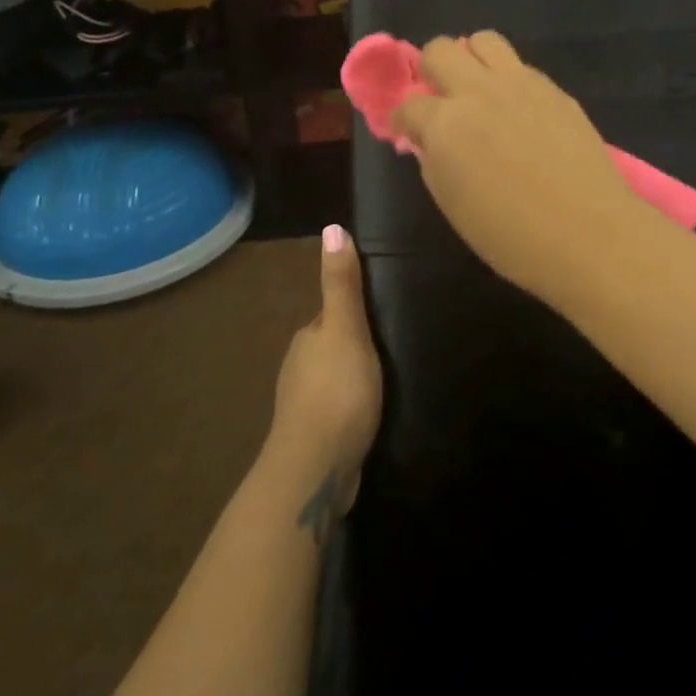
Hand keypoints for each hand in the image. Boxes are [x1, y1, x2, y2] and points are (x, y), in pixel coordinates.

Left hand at [265, 226, 382, 539]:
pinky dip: (352, 407)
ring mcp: (304, 405)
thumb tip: (332, 227)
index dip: (356, 311)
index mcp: (307, 338)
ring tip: (389, 380)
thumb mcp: (346, 329)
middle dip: (356, 345)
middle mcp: (300, 366)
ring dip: (355, 377)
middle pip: (333, 345)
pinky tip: (371, 415)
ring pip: (334, 379)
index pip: (333, 314)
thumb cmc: (336, 391)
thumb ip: (342, 284)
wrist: (316, 468)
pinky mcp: (316, 436)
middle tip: (395, 347)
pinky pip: (338, 410)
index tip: (385, 312)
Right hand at [389, 32, 650, 305]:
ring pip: (483, 40)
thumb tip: (429, 140)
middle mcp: (477, 91)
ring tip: (478, 90)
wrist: (588, 234)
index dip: (402, 119)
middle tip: (440, 99)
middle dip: (430, 69)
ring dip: (471, 59)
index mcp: (445, 124)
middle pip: (439, 50)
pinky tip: (516, 110)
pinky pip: (520, 66)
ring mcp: (519, 84)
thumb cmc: (511, 236)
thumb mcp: (453, 205)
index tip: (407, 131)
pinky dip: (507, 79)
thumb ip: (434, 162)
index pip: (408, 105)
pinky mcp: (554, 89)